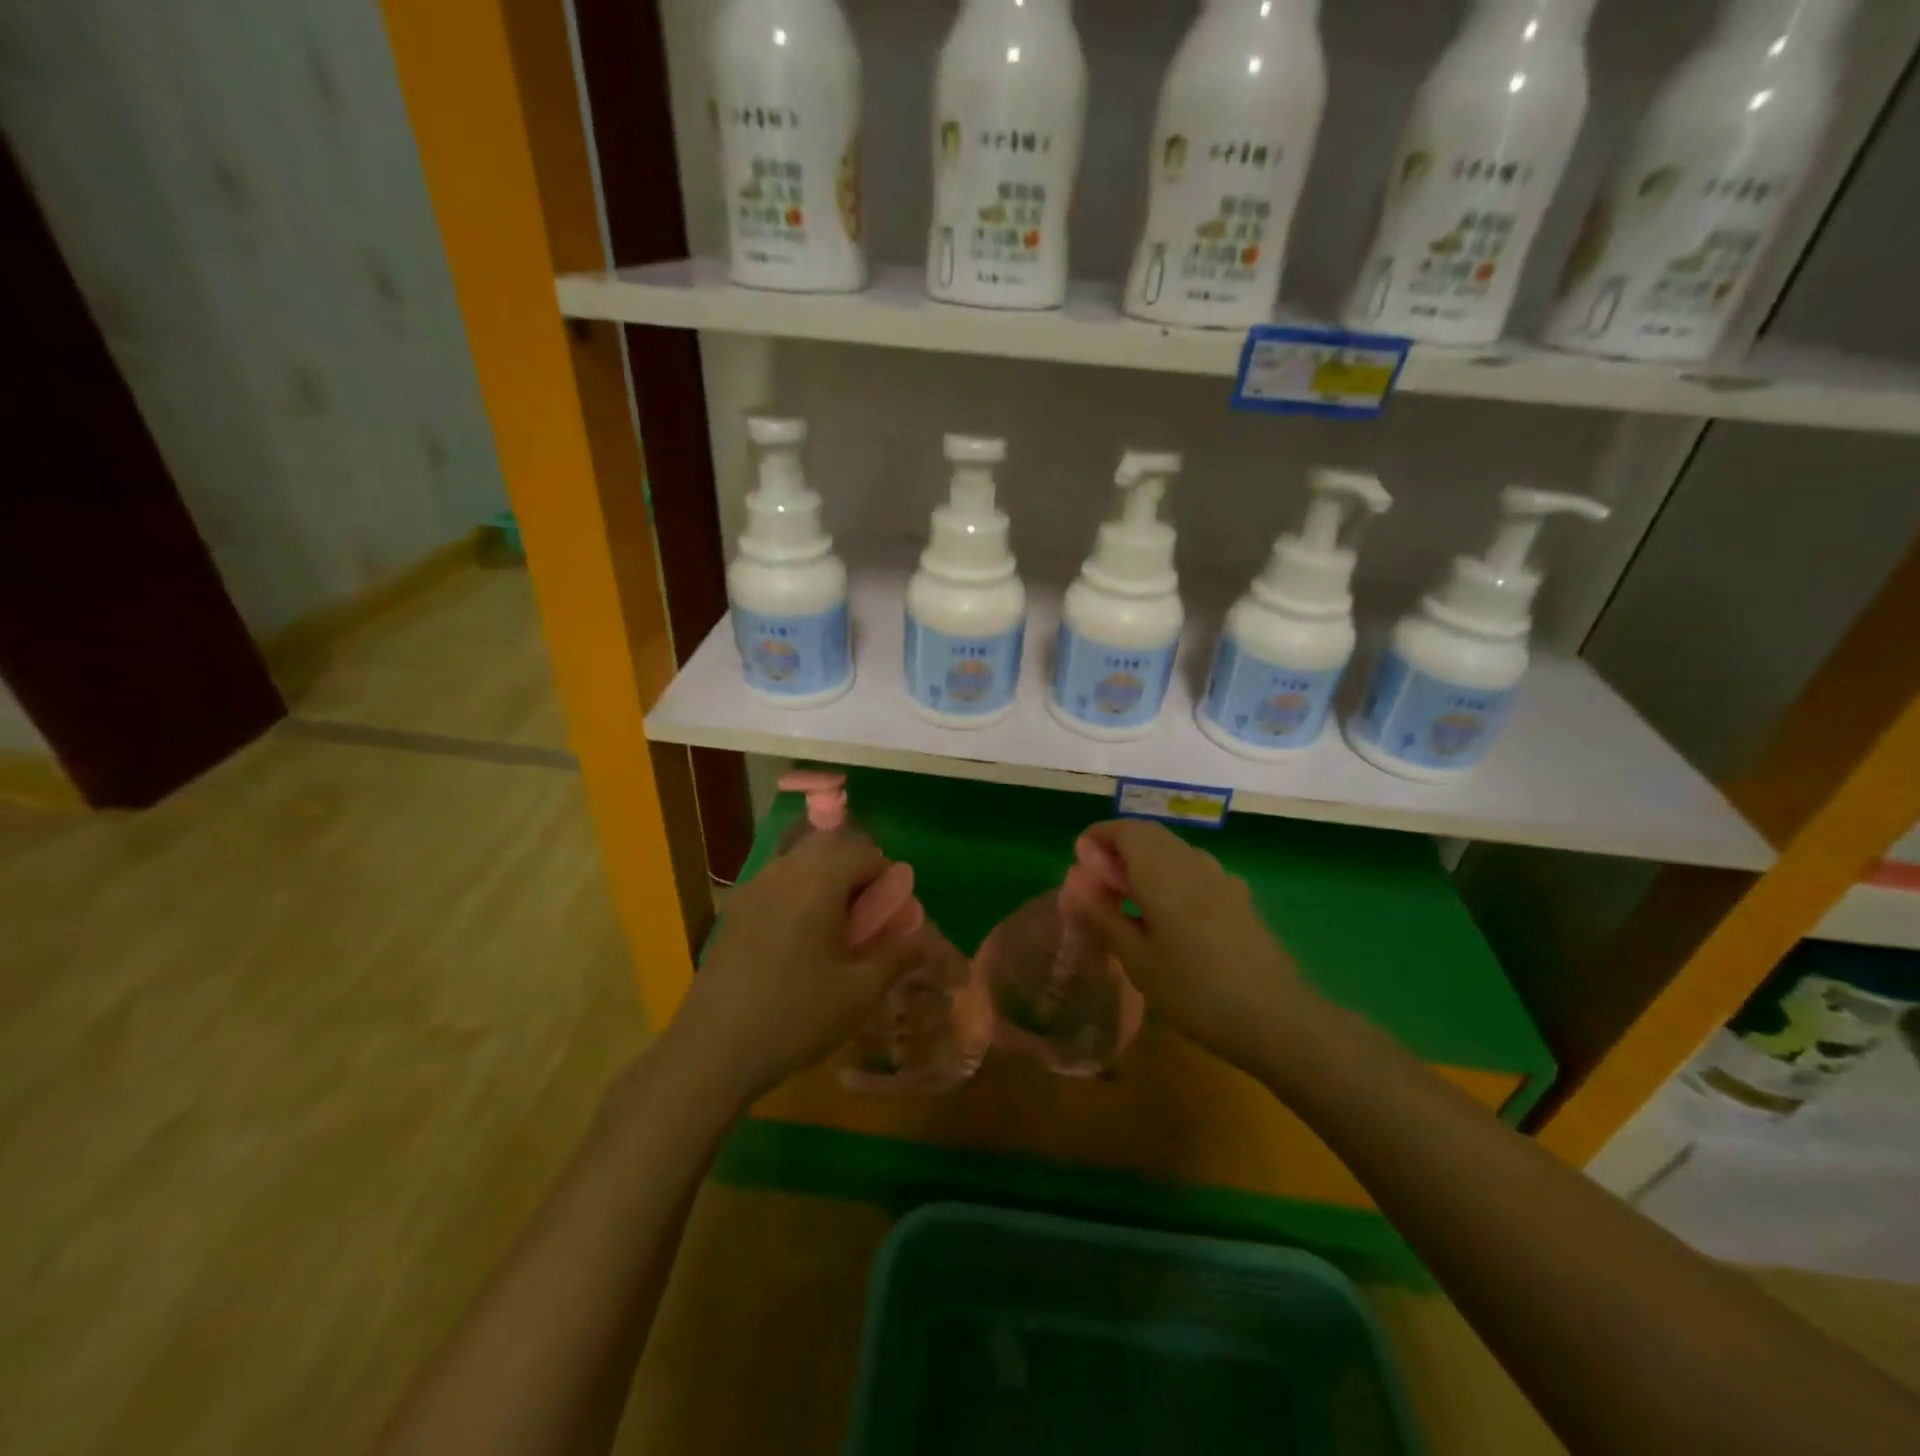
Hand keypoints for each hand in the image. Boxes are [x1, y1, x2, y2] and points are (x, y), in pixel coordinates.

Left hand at [669, 831, 921, 1102]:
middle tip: (867, 911)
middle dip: (855, 866)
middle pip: (828, 845)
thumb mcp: (859, 992)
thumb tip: (921, 939)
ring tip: (835, 924)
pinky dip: (797, 890)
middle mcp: (783, 872)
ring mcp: (752, 888)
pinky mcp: (733, 910)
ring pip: (798, 859)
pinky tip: (799, 938)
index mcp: (818, 882)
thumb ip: (895, 957)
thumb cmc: (796, 1016)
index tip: (893, 911)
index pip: (864, 853)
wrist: (713, 1049)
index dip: (887, 876)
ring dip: (824, 876)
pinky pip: (775, 880)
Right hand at [1066, 820, 1323, 1080]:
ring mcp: (1221, 879)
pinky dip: (1169, 876)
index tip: (1078, 859)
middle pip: (1150, 836)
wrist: (1277, 1019)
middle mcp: (1192, 863)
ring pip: (1173, 852)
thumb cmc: (1195, 990)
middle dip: (1118, 848)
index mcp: (1163, 872)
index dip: (1099, 836)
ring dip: (1144, 862)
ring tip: (1126, 899)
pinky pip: (1194, 871)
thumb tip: (1075, 881)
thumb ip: (1103, 915)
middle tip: (1096, 882)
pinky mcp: (1239, 898)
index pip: (1125, 830)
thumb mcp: (1137, 960)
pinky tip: (1167, 916)